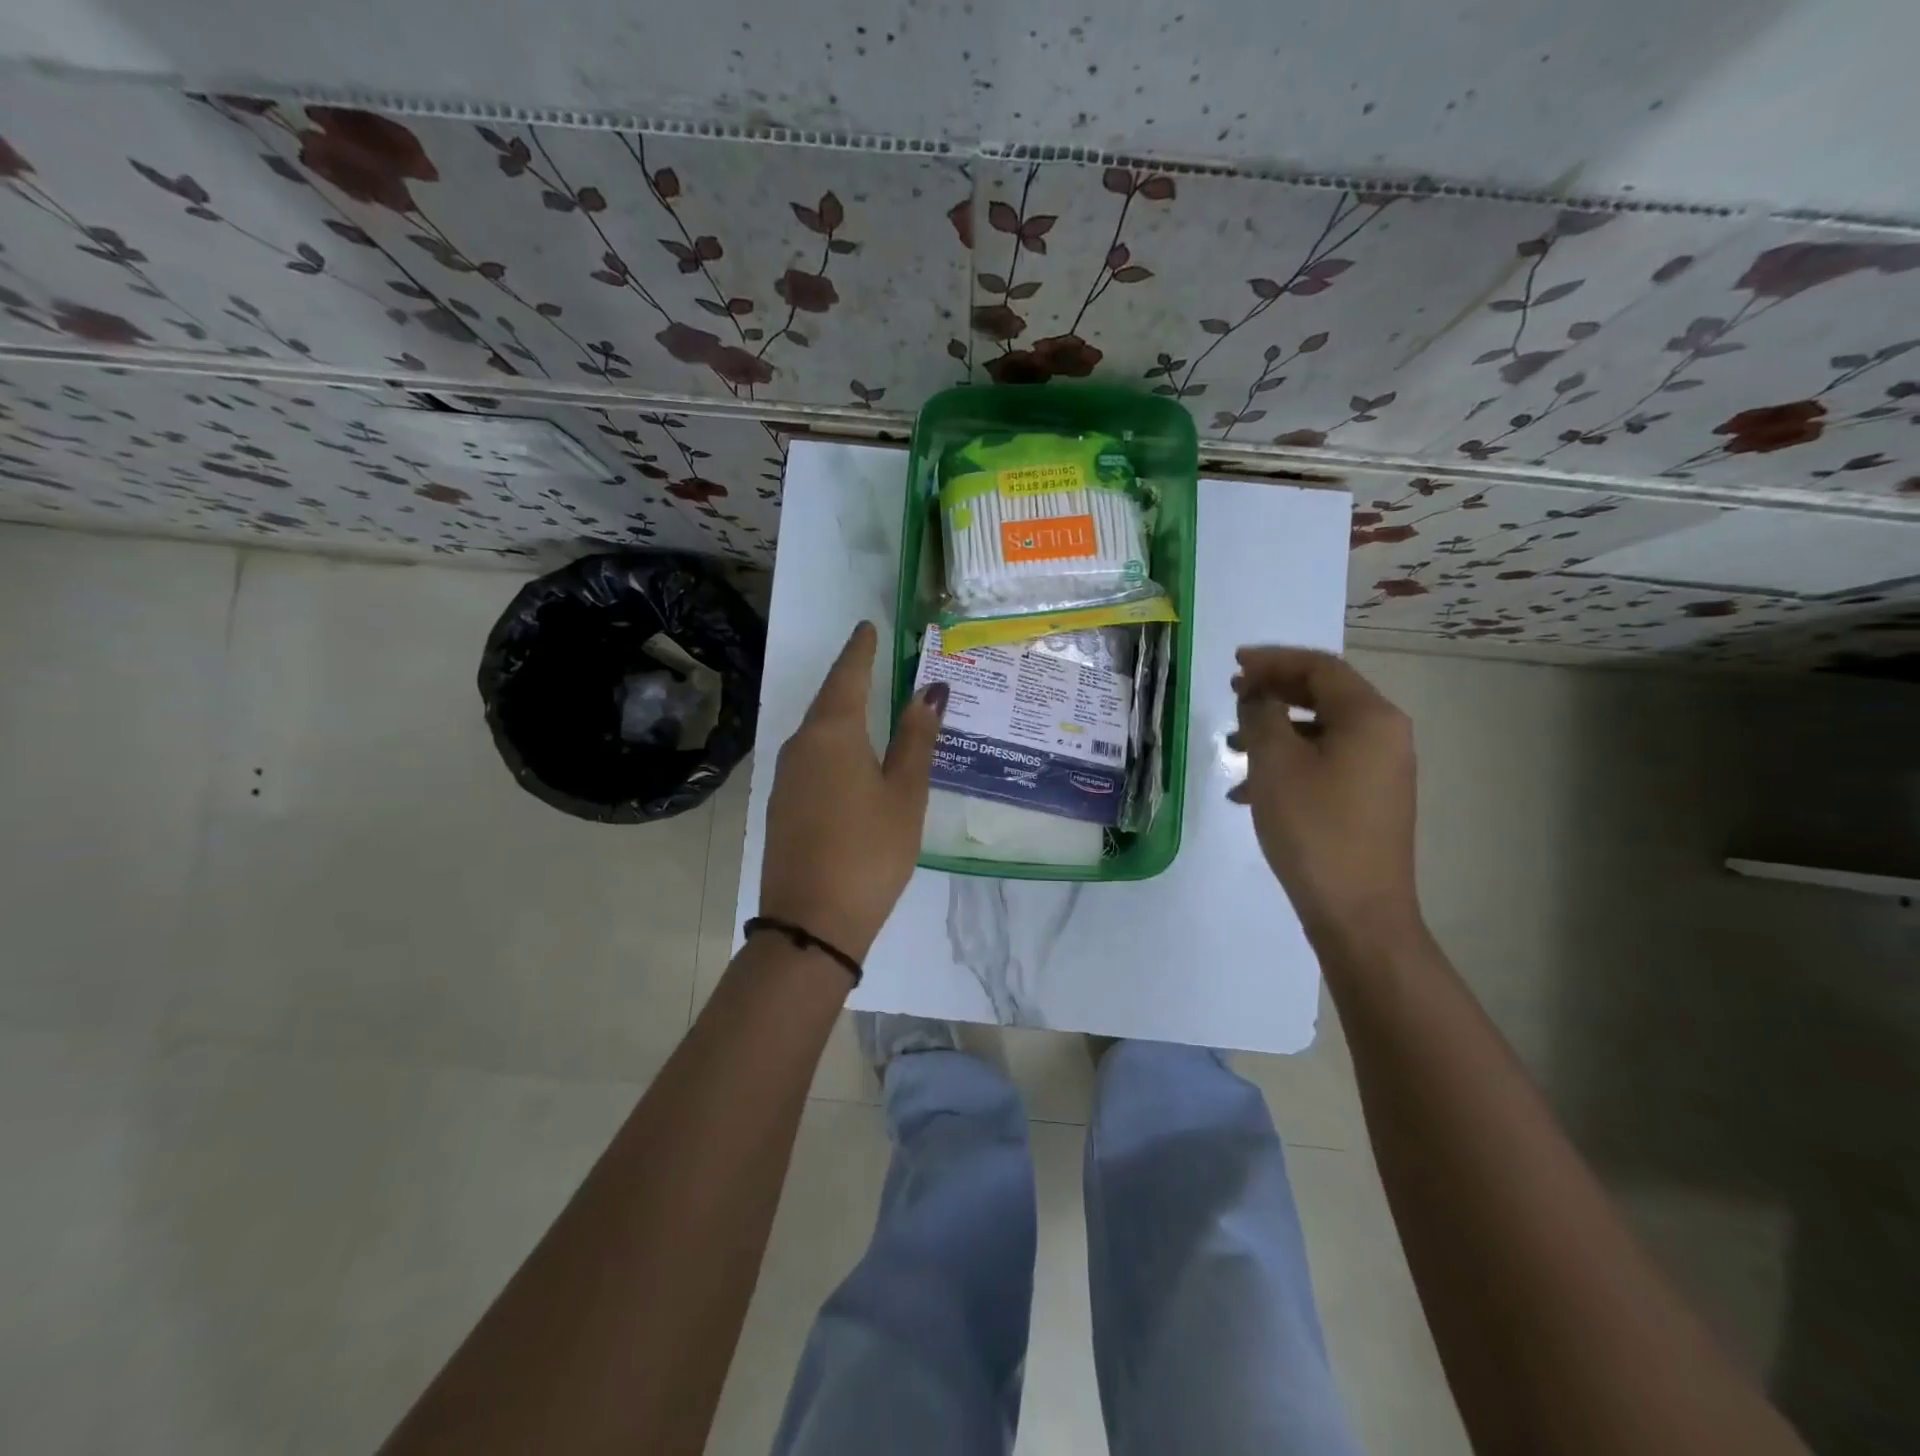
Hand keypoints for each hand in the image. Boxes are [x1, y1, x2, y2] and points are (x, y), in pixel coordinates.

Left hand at [759, 621, 947, 961]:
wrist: (811, 922)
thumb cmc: (870, 851)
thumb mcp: (905, 793)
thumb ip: (915, 740)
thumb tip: (929, 691)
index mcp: (832, 734)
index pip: (848, 676)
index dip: (860, 650)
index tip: (867, 626)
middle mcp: (800, 746)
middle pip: (828, 701)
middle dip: (851, 678)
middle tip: (874, 660)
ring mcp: (785, 777)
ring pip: (817, 731)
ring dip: (841, 713)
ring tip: (868, 703)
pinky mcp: (782, 805)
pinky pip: (811, 758)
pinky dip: (833, 745)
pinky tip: (849, 756)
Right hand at [1229, 647, 1421, 948]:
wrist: (1358, 912)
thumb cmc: (1314, 828)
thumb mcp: (1275, 764)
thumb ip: (1261, 715)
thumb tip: (1258, 695)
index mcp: (1370, 717)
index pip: (1320, 667)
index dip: (1273, 660)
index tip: (1233, 664)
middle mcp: (1385, 735)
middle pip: (1324, 695)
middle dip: (1274, 691)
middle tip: (1233, 694)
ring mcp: (1381, 770)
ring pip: (1321, 731)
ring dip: (1275, 731)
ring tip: (1231, 748)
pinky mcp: (1370, 799)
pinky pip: (1326, 763)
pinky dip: (1288, 763)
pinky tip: (1249, 791)